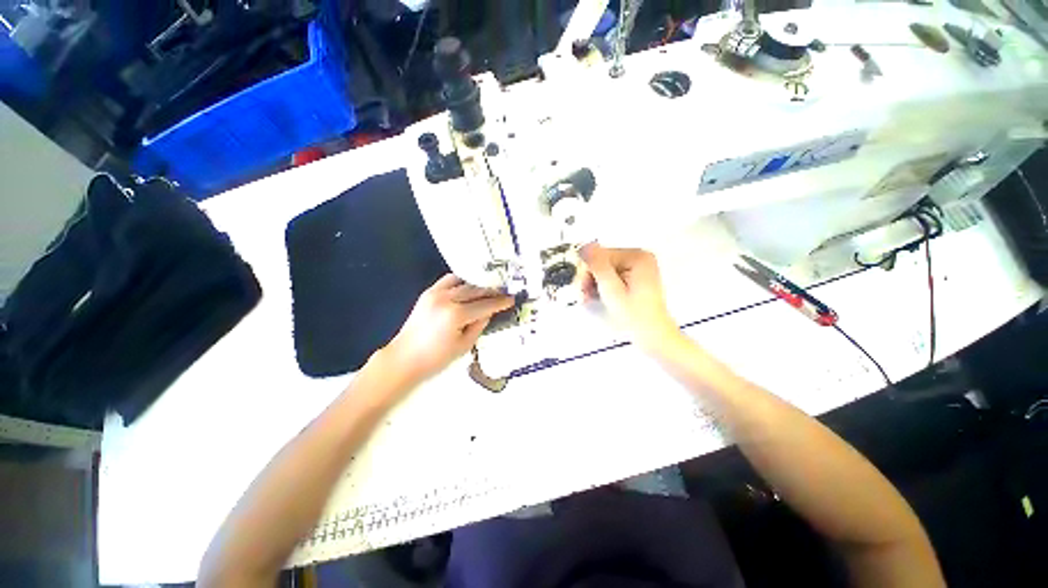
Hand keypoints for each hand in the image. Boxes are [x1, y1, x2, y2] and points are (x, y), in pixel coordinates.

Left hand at [381, 274, 514, 386]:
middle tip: (503, 292)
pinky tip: (468, 286)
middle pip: (475, 290)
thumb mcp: (464, 345)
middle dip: (491, 291)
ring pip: (463, 282)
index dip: (500, 302)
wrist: (404, 358)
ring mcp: (435, 293)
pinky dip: (461, 281)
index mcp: (456, 315)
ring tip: (488, 289)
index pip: (485, 305)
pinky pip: (448, 280)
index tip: (511, 299)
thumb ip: (479, 325)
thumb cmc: (436, 358)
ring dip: (478, 285)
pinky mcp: (428, 293)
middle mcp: (446, 299)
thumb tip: (489, 312)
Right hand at [579, 243, 680, 350]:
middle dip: (592, 278)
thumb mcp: (612, 289)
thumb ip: (598, 266)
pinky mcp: (635, 279)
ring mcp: (638, 269)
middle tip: (586, 295)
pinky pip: (612, 277)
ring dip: (595, 284)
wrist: (653, 336)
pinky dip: (603, 287)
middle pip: (603, 262)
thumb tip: (585, 246)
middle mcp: (639, 258)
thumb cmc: (634, 315)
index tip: (584, 288)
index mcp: (638, 257)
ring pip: (606, 270)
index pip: (602, 255)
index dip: (589, 270)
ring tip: (591, 299)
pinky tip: (599, 298)